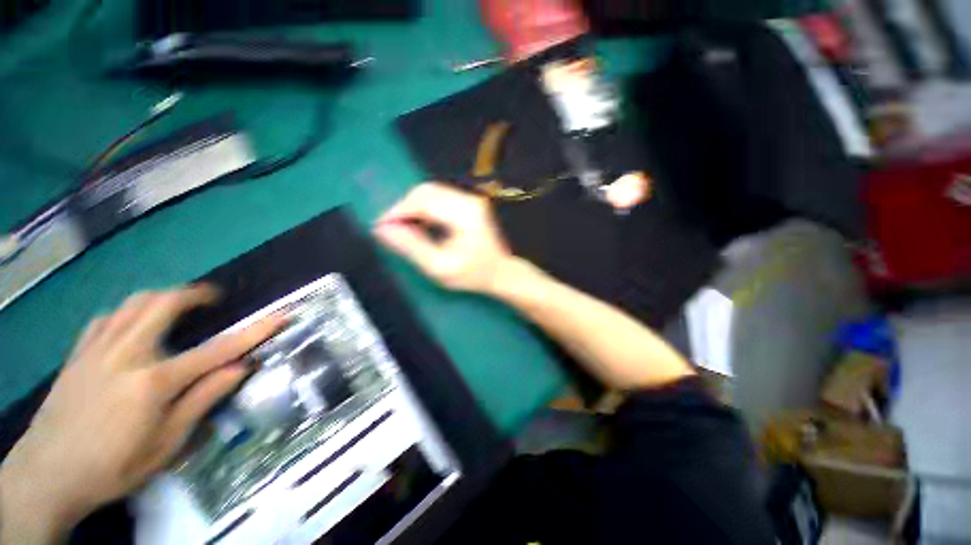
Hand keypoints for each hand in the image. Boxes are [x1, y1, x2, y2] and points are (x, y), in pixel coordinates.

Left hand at [0, 286, 284, 544]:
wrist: (48, 474)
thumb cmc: (113, 466)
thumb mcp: (166, 445)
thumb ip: (203, 401)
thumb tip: (240, 369)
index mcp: (153, 382)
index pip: (217, 350)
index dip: (255, 331)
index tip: (282, 315)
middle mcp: (126, 355)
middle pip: (164, 305)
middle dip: (195, 295)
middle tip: (213, 299)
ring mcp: (97, 350)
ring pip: (133, 303)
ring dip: (163, 298)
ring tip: (178, 305)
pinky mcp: (78, 353)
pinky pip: (107, 318)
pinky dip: (128, 313)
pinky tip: (132, 325)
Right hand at [374, 183, 512, 293]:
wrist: (501, 273)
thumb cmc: (473, 275)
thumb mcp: (440, 267)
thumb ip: (411, 247)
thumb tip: (382, 229)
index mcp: (464, 213)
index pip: (423, 201)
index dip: (398, 211)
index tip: (381, 227)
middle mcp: (469, 200)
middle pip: (426, 191)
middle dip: (403, 207)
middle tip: (391, 228)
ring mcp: (471, 199)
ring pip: (431, 192)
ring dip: (412, 207)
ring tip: (403, 228)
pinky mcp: (469, 203)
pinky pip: (439, 198)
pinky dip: (424, 208)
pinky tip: (420, 224)